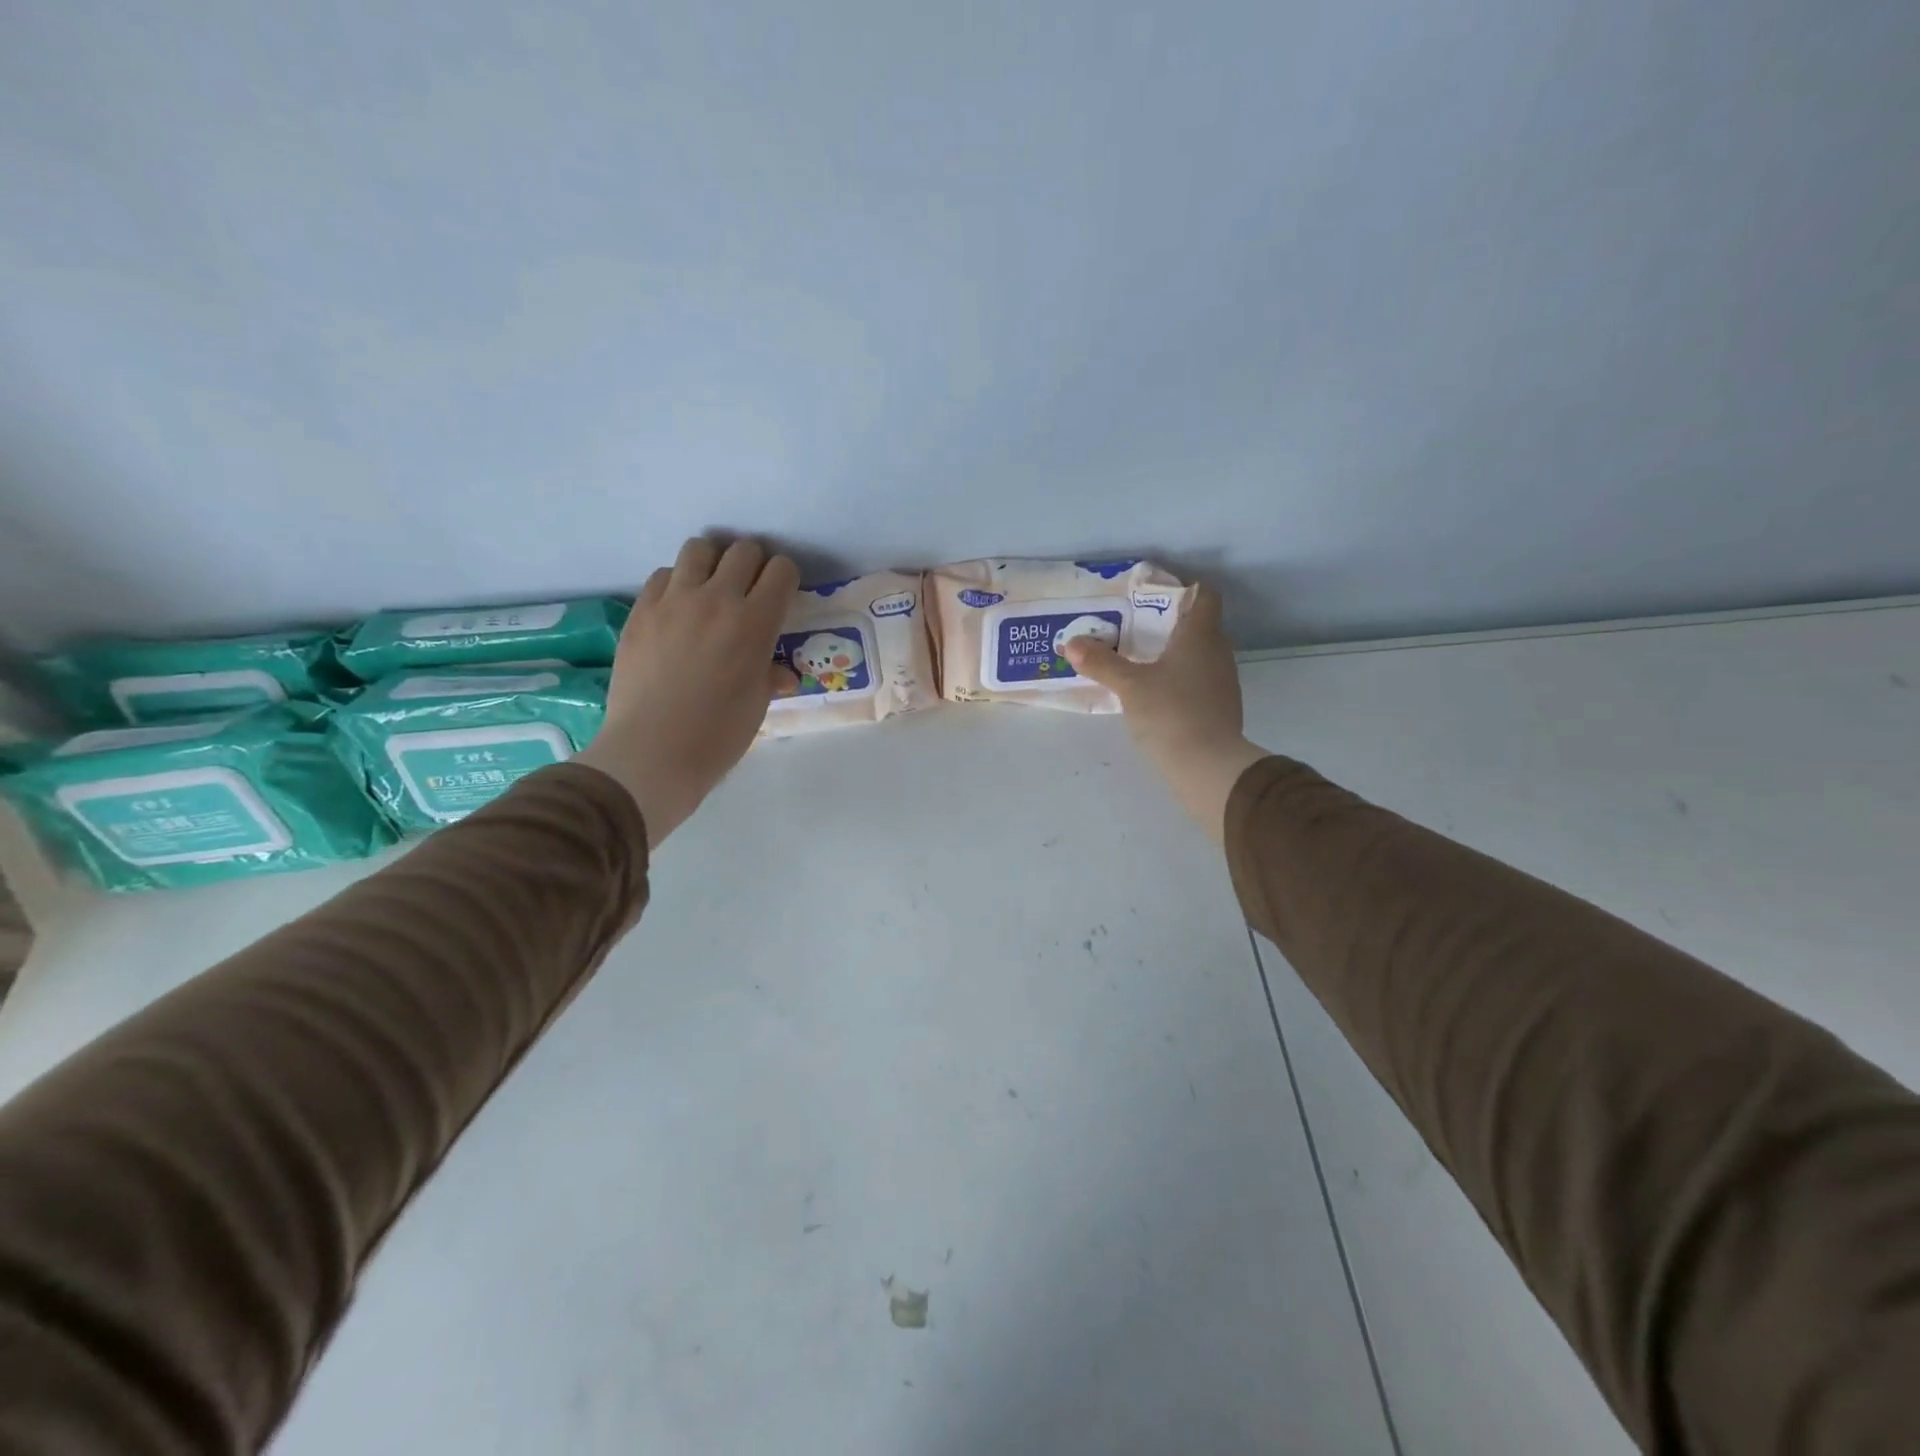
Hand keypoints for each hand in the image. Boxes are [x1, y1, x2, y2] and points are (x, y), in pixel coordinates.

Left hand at [576, 536, 798, 847]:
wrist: (653, 751)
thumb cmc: (718, 735)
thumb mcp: (757, 704)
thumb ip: (770, 675)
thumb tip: (781, 673)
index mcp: (755, 623)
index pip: (781, 570)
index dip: (785, 580)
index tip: (781, 598)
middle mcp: (717, 599)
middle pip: (743, 551)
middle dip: (753, 566)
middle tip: (749, 592)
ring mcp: (674, 600)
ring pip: (699, 548)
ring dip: (713, 563)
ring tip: (711, 589)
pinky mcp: (641, 609)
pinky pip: (664, 574)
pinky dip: (677, 583)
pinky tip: (678, 611)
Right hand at [1062, 583, 1269, 841]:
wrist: (1208, 766)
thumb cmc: (1170, 713)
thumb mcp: (1129, 686)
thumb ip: (1101, 663)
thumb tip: (1071, 643)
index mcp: (1201, 635)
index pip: (1204, 595)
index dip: (1182, 590)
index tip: (1152, 597)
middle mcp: (1218, 652)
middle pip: (1198, 625)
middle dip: (1167, 625)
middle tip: (1132, 629)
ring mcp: (1223, 682)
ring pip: (1198, 655)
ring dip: (1172, 655)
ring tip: (1138, 661)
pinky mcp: (1220, 708)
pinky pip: (1198, 681)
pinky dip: (1178, 680)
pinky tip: (1154, 694)